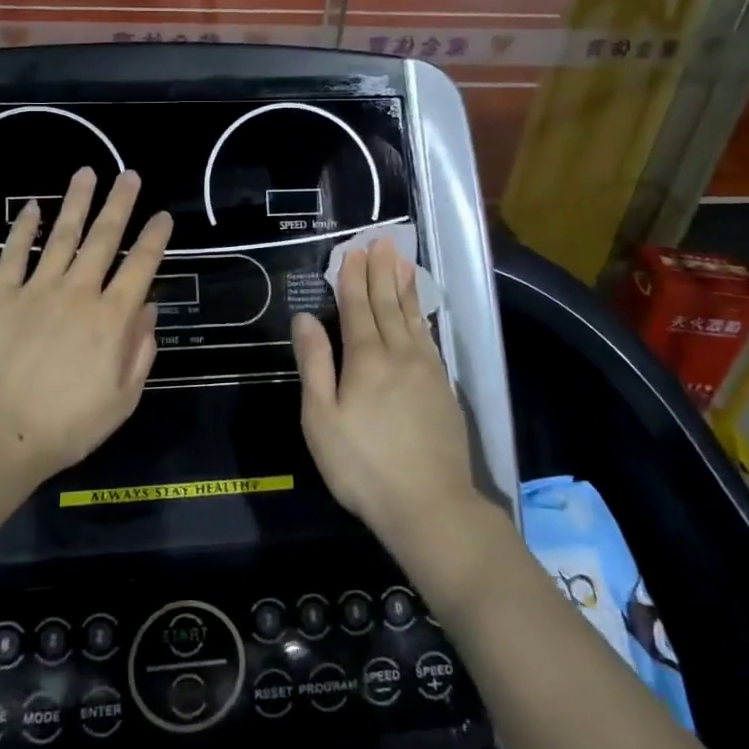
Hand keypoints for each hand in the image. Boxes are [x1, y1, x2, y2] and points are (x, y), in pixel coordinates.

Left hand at [0, 166, 171, 480]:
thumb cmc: (68, 425)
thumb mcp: (123, 399)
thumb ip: (140, 350)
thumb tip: (148, 309)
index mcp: (112, 319)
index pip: (141, 266)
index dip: (155, 238)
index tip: (163, 215)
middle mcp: (79, 292)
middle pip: (104, 238)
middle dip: (119, 204)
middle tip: (129, 175)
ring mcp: (38, 289)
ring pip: (62, 235)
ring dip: (77, 202)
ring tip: (87, 173)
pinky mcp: (1, 295)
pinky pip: (14, 254)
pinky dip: (24, 228)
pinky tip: (32, 207)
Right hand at [293, 237, 481, 550]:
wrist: (431, 506)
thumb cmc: (363, 465)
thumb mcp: (321, 418)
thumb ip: (314, 364)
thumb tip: (305, 318)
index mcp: (366, 359)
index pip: (358, 307)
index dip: (354, 278)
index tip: (354, 251)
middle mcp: (400, 355)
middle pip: (388, 305)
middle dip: (382, 272)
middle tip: (382, 242)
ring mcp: (427, 371)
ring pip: (413, 317)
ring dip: (404, 287)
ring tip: (402, 261)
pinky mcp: (444, 389)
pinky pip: (429, 338)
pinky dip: (421, 316)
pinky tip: (419, 312)